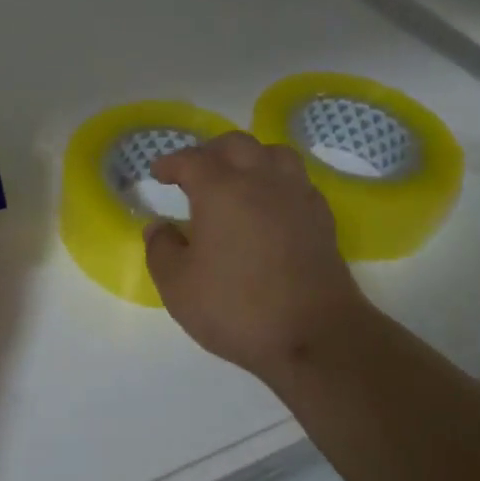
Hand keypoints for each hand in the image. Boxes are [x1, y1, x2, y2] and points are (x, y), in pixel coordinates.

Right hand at [144, 132, 371, 383]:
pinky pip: (297, 180)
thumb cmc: (238, 308)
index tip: (159, 172)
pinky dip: (278, 181)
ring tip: (237, 179)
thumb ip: (161, 250)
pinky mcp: (321, 217)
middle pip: (235, 144)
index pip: (191, 160)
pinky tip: (270, 205)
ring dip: (250, 158)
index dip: (171, 162)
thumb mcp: (179, 287)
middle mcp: (260, 180)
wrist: (316, 336)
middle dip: (210, 151)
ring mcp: (296, 195)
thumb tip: (158, 227)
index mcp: (221, 189)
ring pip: (273, 153)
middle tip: (195, 172)